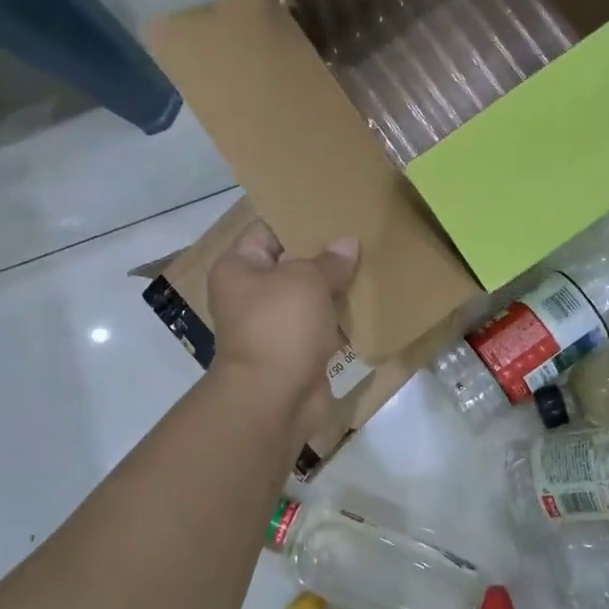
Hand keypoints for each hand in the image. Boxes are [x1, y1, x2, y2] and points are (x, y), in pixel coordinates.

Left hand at [207, 221, 358, 434]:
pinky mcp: (294, 351)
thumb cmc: (280, 326)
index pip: (266, 230)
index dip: (298, 219)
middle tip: (359, 234)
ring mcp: (272, 325)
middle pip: (289, 264)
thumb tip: (347, 244)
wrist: (274, 399)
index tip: (332, 210)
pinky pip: (319, 326)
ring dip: (334, 288)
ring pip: (307, 297)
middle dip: (323, 254)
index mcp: (238, 268)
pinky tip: (369, 302)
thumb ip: (329, 260)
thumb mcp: (306, 280)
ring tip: (371, 263)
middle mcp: (249, 294)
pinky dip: (339, 319)